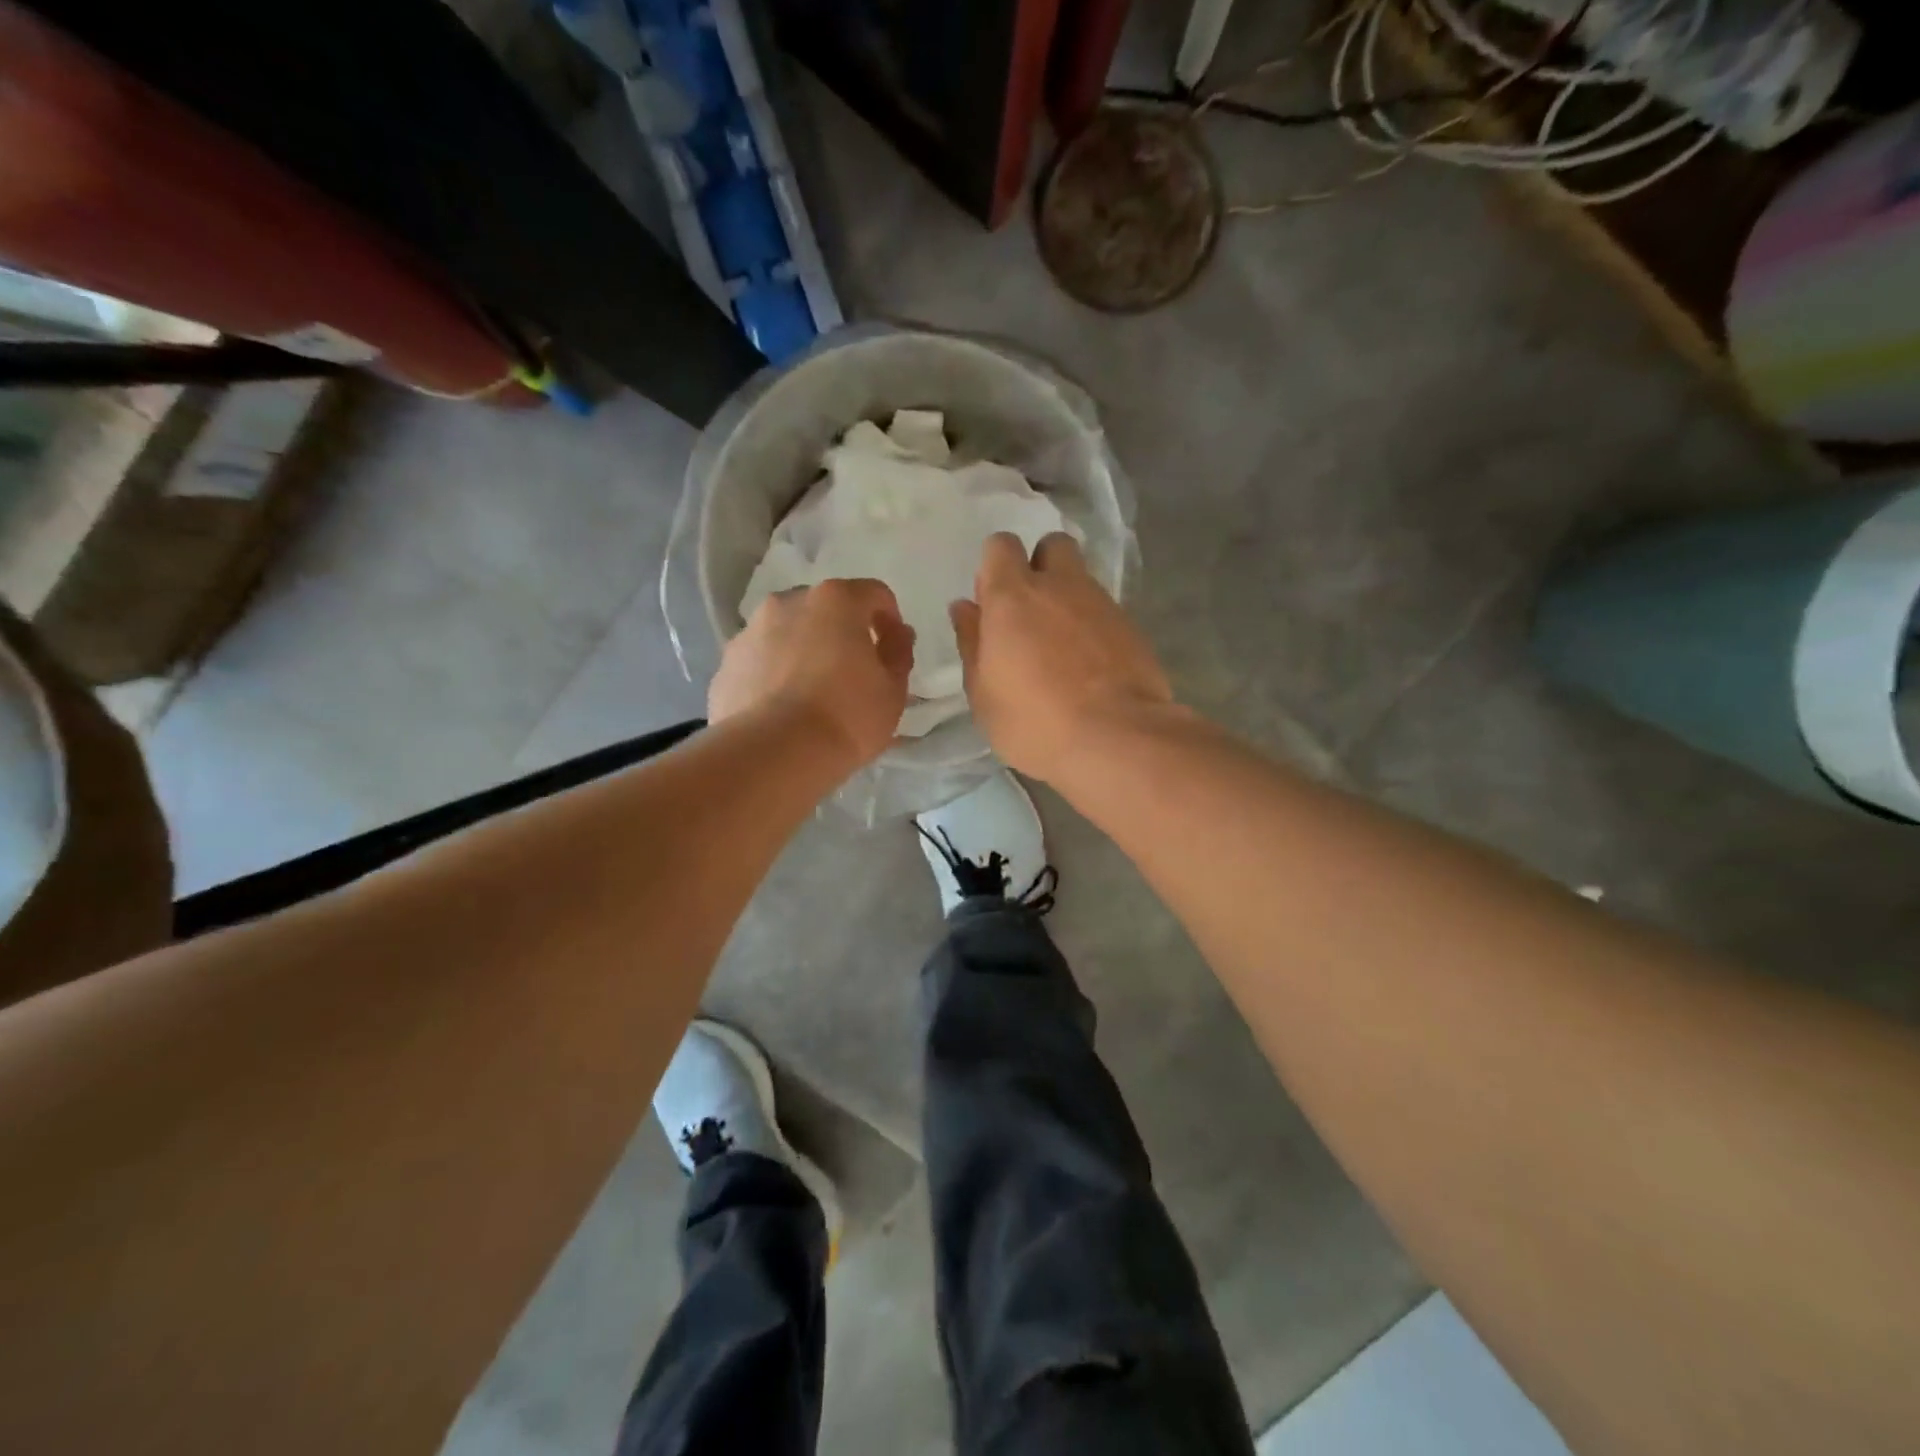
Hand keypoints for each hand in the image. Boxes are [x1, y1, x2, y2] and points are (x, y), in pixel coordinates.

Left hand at [710, 578, 914, 766]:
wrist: (774, 754)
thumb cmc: (847, 716)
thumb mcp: (893, 690)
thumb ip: (898, 653)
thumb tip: (897, 634)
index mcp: (836, 600)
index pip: (875, 594)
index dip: (889, 621)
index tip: (893, 652)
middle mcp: (788, 602)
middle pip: (825, 610)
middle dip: (841, 633)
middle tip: (852, 674)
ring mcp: (750, 632)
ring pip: (787, 634)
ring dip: (803, 652)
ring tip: (812, 696)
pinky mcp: (726, 665)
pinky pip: (760, 662)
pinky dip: (774, 676)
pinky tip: (782, 711)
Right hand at [952, 533, 1172, 782]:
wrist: (1116, 738)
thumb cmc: (1033, 721)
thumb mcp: (983, 693)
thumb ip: (971, 643)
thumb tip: (965, 607)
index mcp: (1013, 596)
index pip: (1000, 546)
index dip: (995, 566)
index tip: (992, 603)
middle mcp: (1059, 586)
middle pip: (1051, 545)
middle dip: (1040, 566)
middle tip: (1031, 611)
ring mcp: (1101, 603)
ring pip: (1082, 578)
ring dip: (1068, 598)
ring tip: (1061, 646)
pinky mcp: (1132, 627)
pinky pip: (1105, 611)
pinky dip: (1094, 626)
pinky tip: (1090, 666)